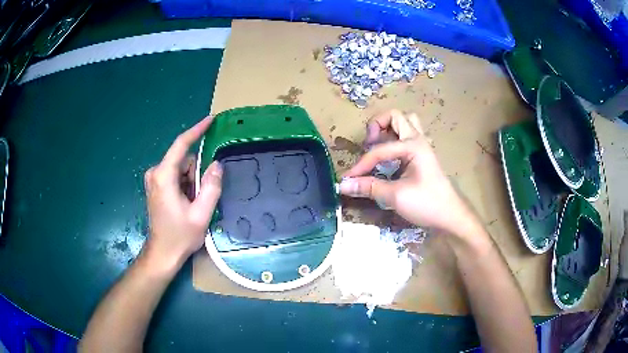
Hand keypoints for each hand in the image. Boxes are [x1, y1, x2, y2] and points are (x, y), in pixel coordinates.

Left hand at [141, 116, 222, 273]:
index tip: (211, 119)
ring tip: (192, 205)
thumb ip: (211, 187)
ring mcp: (154, 179)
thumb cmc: (180, 236)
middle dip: (196, 174)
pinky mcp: (156, 185)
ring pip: (181, 168)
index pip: (181, 145)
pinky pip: (176, 176)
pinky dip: (185, 185)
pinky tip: (186, 204)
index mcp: (164, 176)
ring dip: (191, 182)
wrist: (162, 253)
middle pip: (184, 160)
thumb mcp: (201, 214)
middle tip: (200, 198)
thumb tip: (217, 164)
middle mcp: (155, 172)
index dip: (196, 130)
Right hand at [339, 110, 474, 234]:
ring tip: (378, 146)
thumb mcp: (396, 196)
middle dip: (377, 126)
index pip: (379, 150)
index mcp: (413, 145)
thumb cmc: (427, 204)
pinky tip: (390, 158)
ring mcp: (422, 146)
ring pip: (405, 123)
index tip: (348, 179)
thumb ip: (369, 187)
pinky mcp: (423, 156)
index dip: (361, 164)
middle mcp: (418, 140)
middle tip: (369, 145)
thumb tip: (344, 185)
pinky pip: (408, 137)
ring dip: (389, 130)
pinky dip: (395, 140)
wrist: (451, 216)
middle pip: (395, 116)